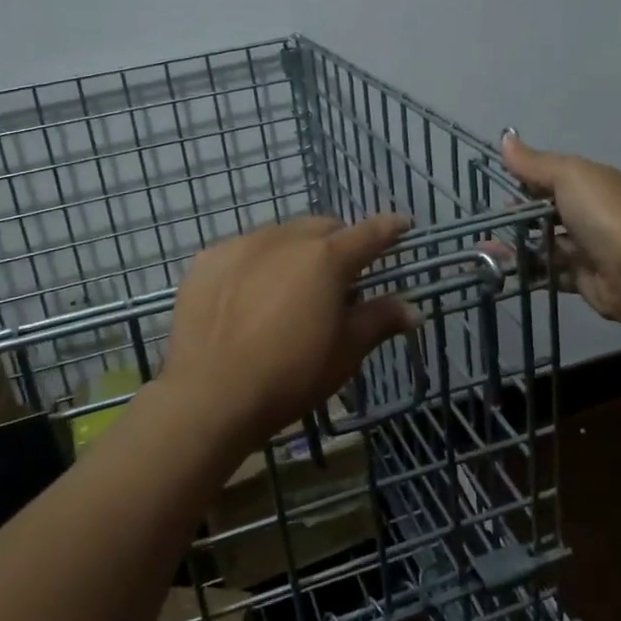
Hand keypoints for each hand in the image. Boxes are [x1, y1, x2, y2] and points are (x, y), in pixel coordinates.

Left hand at [163, 214, 418, 451]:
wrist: (208, 396)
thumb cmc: (290, 376)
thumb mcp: (345, 352)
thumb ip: (379, 320)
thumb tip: (413, 309)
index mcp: (326, 258)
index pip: (369, 233)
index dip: (390, 228)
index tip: (403, 224)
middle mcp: (285, 239)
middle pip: (323, 228)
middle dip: (338, 243)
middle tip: (340, 277)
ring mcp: (242, 245)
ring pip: (281, 235)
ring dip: (295, 252)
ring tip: (290, 289)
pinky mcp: (208, 260)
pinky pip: (242, 251)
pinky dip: (255, 264)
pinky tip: (248, 297)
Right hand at [499, 132, 620, 329]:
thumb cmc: (603, 214)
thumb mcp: (568, 175)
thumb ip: (534, 162)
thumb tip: (505, 138)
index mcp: (591, 183)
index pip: (552, 176)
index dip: (525, 178)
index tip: (496, 185)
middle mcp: (591, 213)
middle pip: (547, 211)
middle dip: (517, 215)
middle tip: (487, 220)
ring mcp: (587, 247)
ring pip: (545, 243)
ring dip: (518, 244)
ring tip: (485, 247)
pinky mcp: (582, 278)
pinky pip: (549, 272)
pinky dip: (528, 270)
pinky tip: (502, 269)